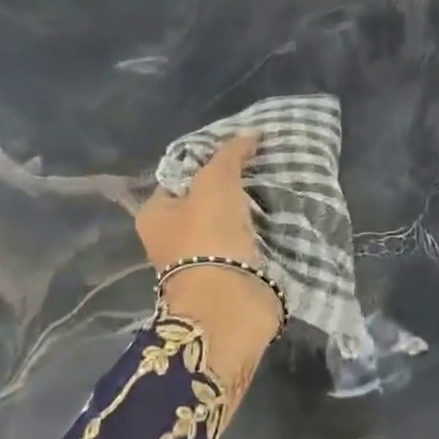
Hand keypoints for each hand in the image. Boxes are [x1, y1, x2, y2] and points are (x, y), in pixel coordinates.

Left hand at [138, 134, 281, 333]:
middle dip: (235, 184)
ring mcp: (202, 258)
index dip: (209, 159)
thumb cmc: (209, 235)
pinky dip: (264, 229)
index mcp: (155, 215)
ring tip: (280, 184)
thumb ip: (230, 154)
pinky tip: (283, 213)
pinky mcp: (231, 274)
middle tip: (265, 165)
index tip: (242, 148)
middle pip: (207, 198)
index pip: (181, 175)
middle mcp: (174, 237)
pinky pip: (248, 241)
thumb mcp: (215, 181)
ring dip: (252, 207)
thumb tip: (250, 135)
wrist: (229, 303)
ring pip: (231, 220)